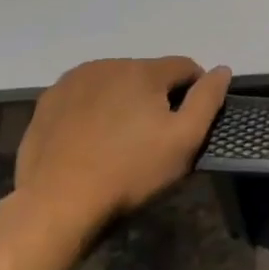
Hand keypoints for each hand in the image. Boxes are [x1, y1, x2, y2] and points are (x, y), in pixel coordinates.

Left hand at [14, 56, 231, 238]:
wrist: (57, 204)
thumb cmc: (130, 171)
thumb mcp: (185, 139)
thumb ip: (208, 99)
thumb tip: (222, 69)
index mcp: (142, 70)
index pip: (185, 67)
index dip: (194, 92)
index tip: (187, 125)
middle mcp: (106, 65)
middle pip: (148, 74)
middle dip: (156, 97)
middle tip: (153, 138)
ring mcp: (71, 82)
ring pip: (114, 84)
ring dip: (124, 101)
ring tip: (120, 140)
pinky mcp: (47, 103)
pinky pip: (84, 97)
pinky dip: (93, 111)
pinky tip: (91, 141)